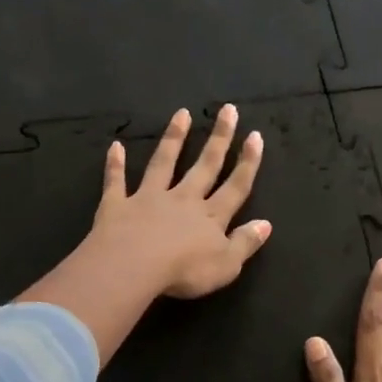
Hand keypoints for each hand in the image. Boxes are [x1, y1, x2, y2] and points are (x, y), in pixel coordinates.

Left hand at [93, 105, 270, 298]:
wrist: (133, 267)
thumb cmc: (185, 271)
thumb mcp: (227, 265)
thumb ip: (246, 243)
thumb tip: (266, 223)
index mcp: (211, 216)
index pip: (236, 186)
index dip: (248, 162)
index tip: (255, 135)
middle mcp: (183, 199)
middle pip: (205, 165)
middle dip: (219, 139)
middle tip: (228, 110)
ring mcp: (149, 198)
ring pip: (164, 163)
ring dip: (174, 139)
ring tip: (182, 114)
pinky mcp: (118, 205)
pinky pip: (116, 181)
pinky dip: (115, 164)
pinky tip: (115, 147)